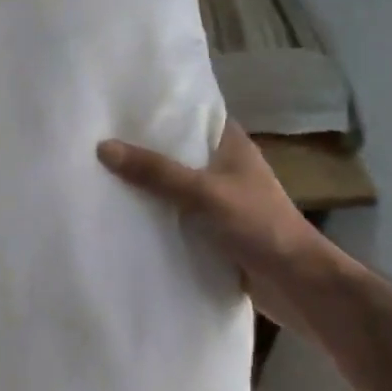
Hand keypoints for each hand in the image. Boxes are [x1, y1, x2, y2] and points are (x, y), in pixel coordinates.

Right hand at [97, 121, 325, 324]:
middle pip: (176, 151)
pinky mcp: (212, 230)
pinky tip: (121, 215)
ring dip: (145, 186)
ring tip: (98, 174)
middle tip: (95, 140)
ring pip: (173, 186)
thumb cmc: (258, 225)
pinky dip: (154, 215)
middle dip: (142, 150)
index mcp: (231, 145)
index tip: (118, 107)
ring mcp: (218, 200)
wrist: (295, 283)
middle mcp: (224, 167)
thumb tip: (103, 147)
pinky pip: (175, 215)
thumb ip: (156, 172)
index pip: (192, 115)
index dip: (159, 109)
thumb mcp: (204, 192)